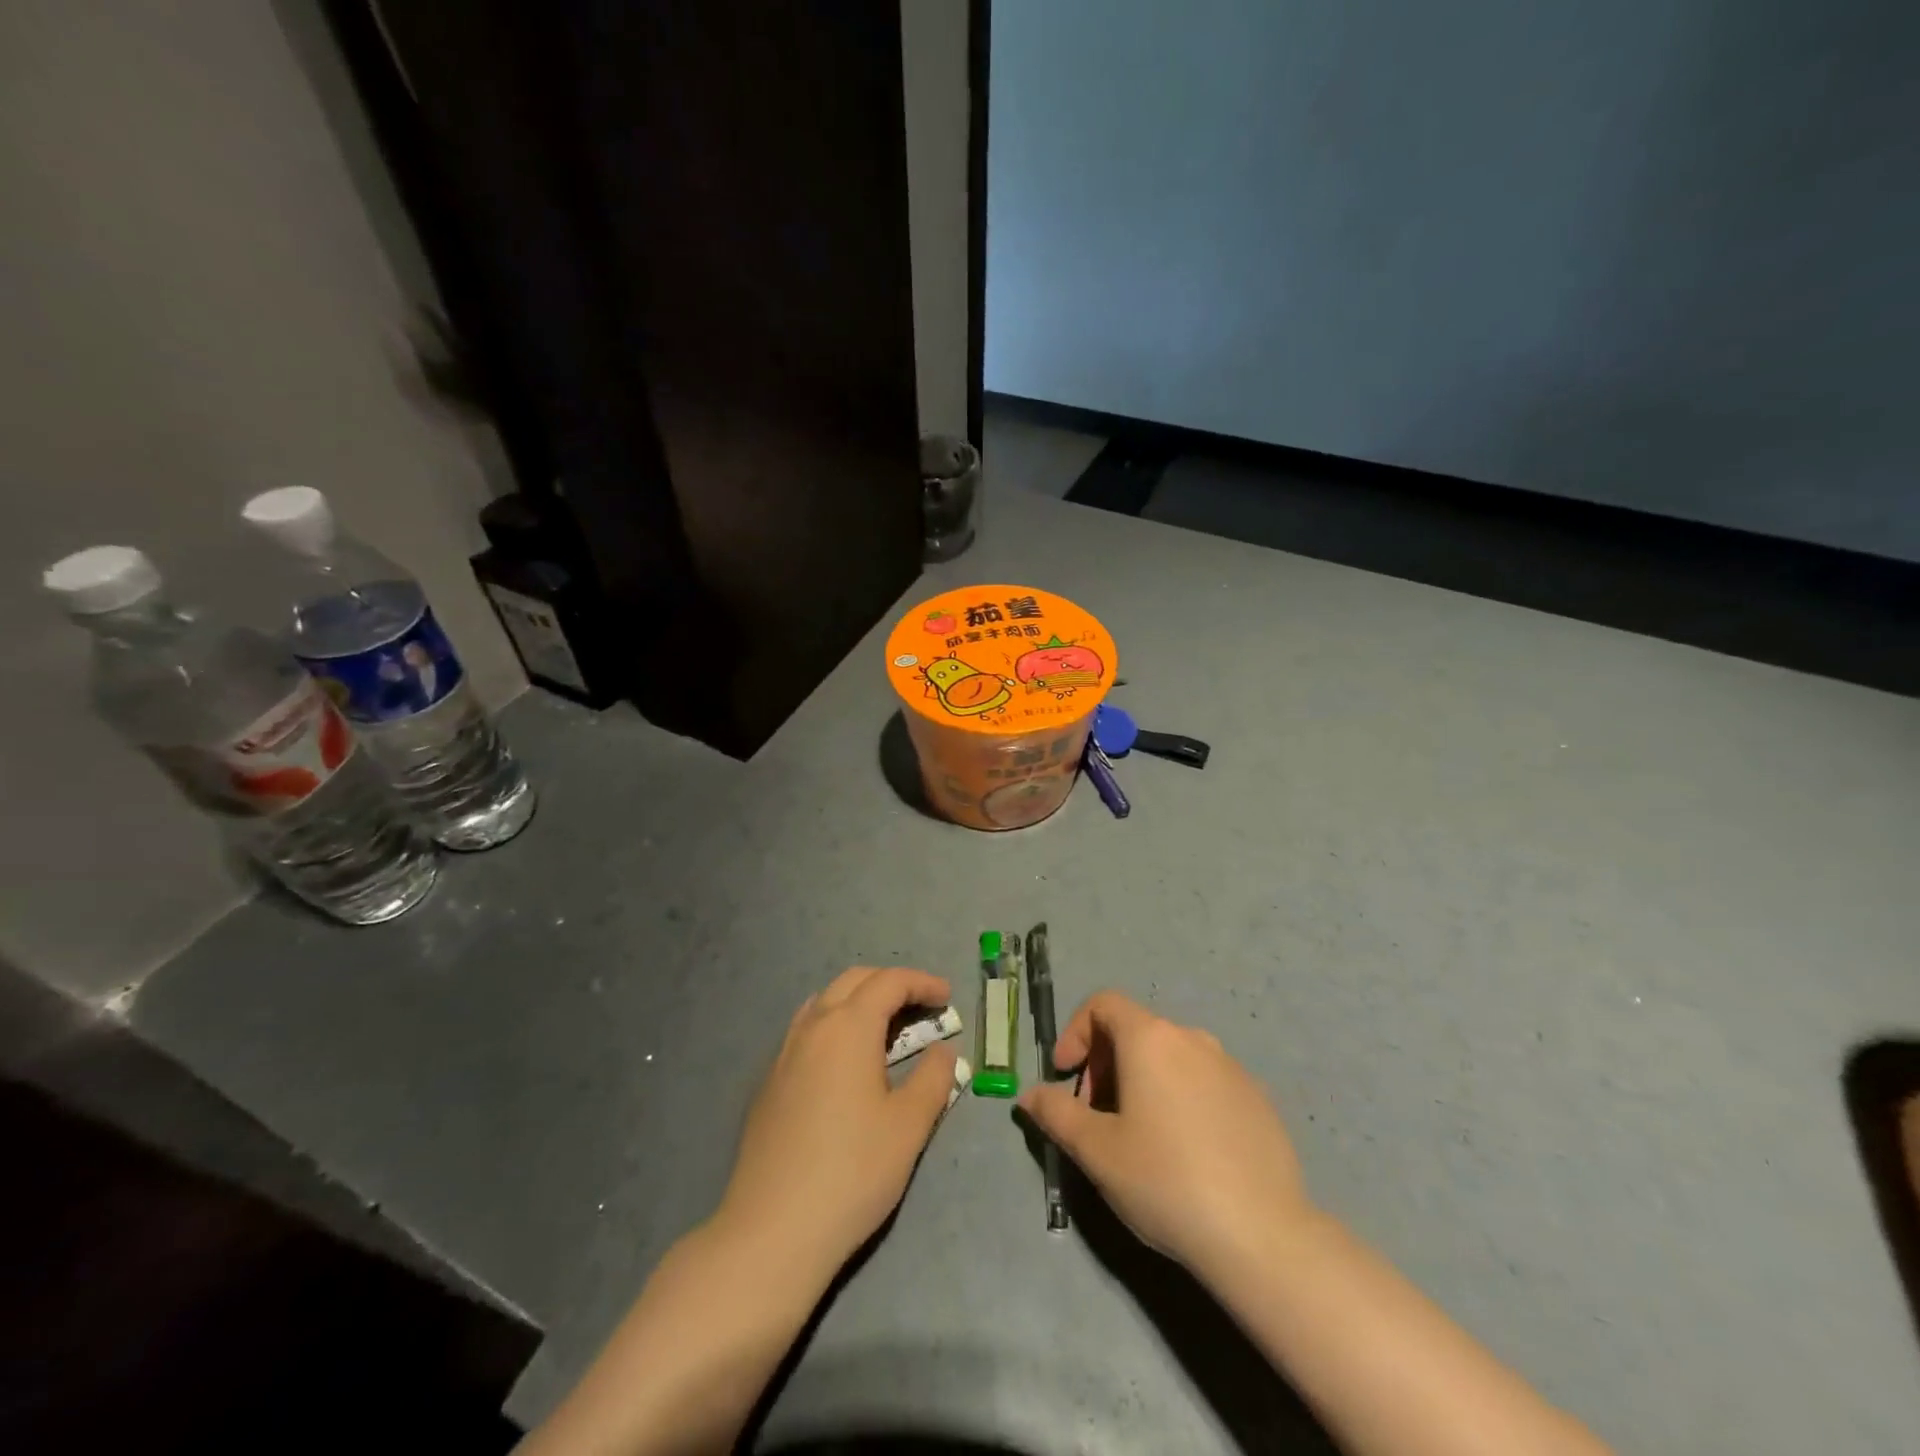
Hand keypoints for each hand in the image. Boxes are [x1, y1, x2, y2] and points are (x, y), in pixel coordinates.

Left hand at [716, 967, 958, 1275]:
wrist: (773, 1230)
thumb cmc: (852, 1172)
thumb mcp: (909, 1126)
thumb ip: (934, 1079)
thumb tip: (944, 1052)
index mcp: (848, 1027)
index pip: (889, 982)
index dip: (922, 983)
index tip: (947, 998)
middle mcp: (812, 1027)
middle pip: (854, 981)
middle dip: (891, 984)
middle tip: (921, 1008)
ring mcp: (784, 1053)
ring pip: (825, 1002)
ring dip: (859, 1002)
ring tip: (885, 1030)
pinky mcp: (769, 1082)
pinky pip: (806, 1031)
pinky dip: (834, 1026)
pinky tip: (845, 1064)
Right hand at [1018, 991, 1316, 1278]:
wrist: (1262, 1235)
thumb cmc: (1165, 1180)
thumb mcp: (1096, 1150)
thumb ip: (1056, 1113)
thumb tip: (1029, 1095)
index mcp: (1151, 1039)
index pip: (1103, 1004)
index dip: (1075, 1032)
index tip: (1065, 1075)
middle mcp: (1192, 1038)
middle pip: (1135, 1030)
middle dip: (1105, 1063)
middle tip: (1095, 1116)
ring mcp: (1230, 1067)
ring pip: (1171, 1057)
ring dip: (1141, 1081)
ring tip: (1137, 1136)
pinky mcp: (1257, 1098)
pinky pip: (1204, 1082)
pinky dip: (1180, 1098)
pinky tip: (1184, 1152)